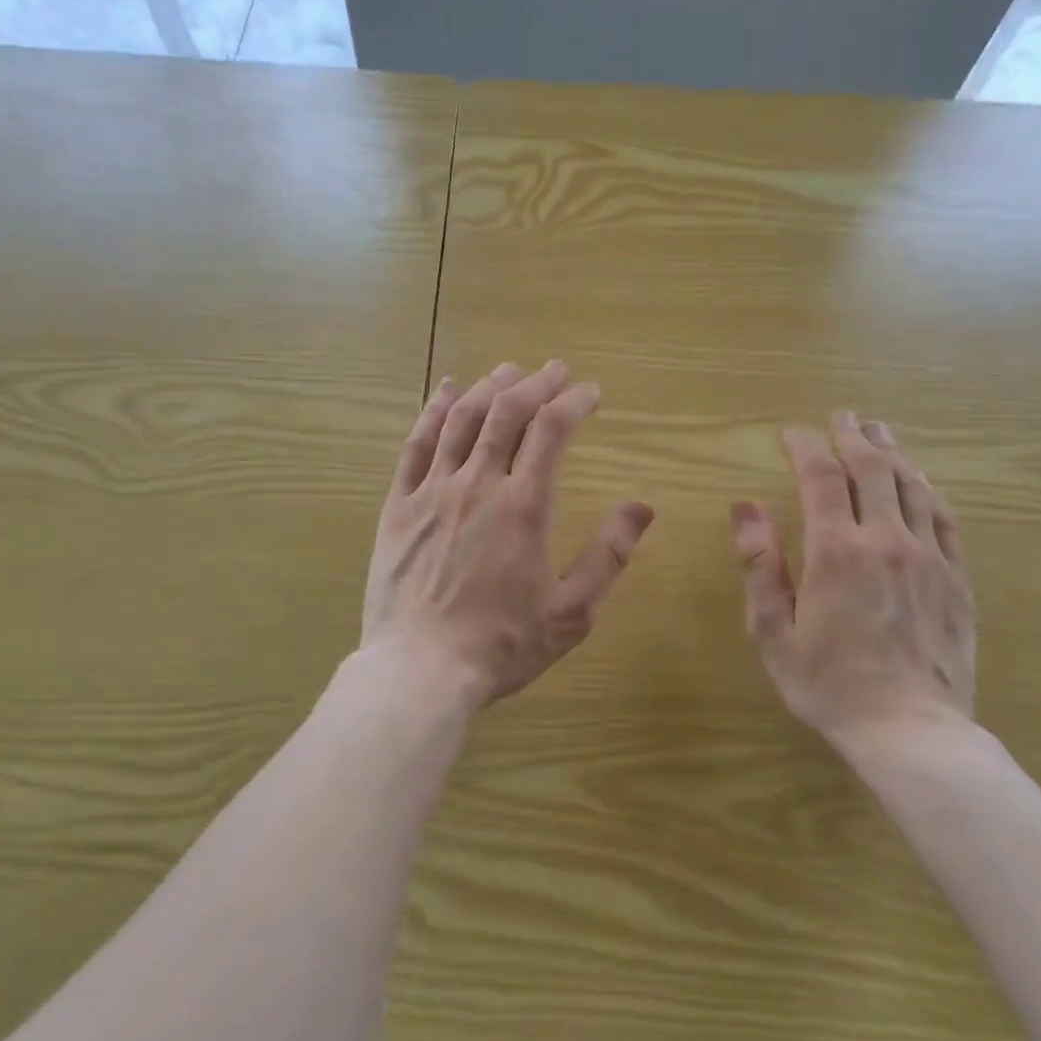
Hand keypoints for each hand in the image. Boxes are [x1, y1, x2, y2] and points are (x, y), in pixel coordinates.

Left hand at [362, 360, 654, 712]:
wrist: (420, 670)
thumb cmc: (501, 645)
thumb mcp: (570, 612)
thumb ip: (608, 556)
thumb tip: (642, 507)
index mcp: (524, 507)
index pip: (552, 430)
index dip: (574, 402)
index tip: (590, 392)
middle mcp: (478, 485)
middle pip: (507, 412)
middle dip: (535, 384)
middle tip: (554, 371)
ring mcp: (433, 491)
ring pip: (462, 420)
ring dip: (488, 388)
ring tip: (507, 371)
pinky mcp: (399, 505)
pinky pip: (415, 445)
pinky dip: (434, 411)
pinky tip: (446, 391)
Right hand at [730, 413, 975, 762]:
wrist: (911, 732)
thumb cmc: (829, 686)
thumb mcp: (773, 632)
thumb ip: (760, 565)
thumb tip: (744, 508)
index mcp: (836, 551)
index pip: (820, 477)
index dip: (805, 446)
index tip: (791, 433)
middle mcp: (886, 540)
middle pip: (872, 469)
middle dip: (852, 436)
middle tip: (841, 416)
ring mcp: (929, 557)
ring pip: (913, 486)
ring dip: (892, 452)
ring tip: (879, 431)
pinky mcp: (957, 578)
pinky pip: (945, 518)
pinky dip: (928, 489)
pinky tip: (921, 479)